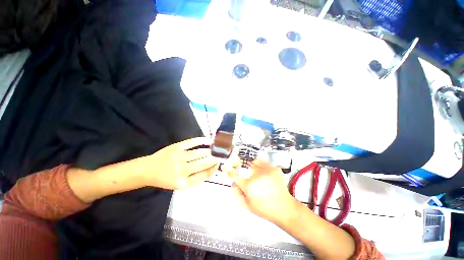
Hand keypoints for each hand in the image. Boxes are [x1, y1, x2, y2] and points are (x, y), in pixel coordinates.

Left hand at [135, 137, 218, 189]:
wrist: (149, 169)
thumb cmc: (166, 179)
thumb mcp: (181, 185)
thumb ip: (197, 178)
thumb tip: (212, 168)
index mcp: (183, 182)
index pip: (204, 174)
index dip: (213, 168)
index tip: (218, 164)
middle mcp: (181, 169)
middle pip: (204, 162)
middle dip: (214, 158)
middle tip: (221, 155)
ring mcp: (179, 156)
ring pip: (200, 153)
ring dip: (210, 151)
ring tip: (216, 150)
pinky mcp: (177, 146)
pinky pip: (193, 142)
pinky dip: (202, 140)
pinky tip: (210, 140)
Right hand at [225, 159, 298, 224]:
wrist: (283, 208)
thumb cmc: (264, 209)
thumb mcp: (247, 205)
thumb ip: (237, 194)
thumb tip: (233, 184)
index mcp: (249, 185)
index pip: (235, 175)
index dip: (230, 171)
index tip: (227, 169)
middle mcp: (257, 175)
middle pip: (246, 164)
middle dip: (242, 165)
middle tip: (243, 168)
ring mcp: (267, 170)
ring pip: (256, 161)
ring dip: (253, 164)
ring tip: (255, 169)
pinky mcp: (275, 169)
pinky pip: (266, 163)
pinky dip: (263, 166)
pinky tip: (265, 172)